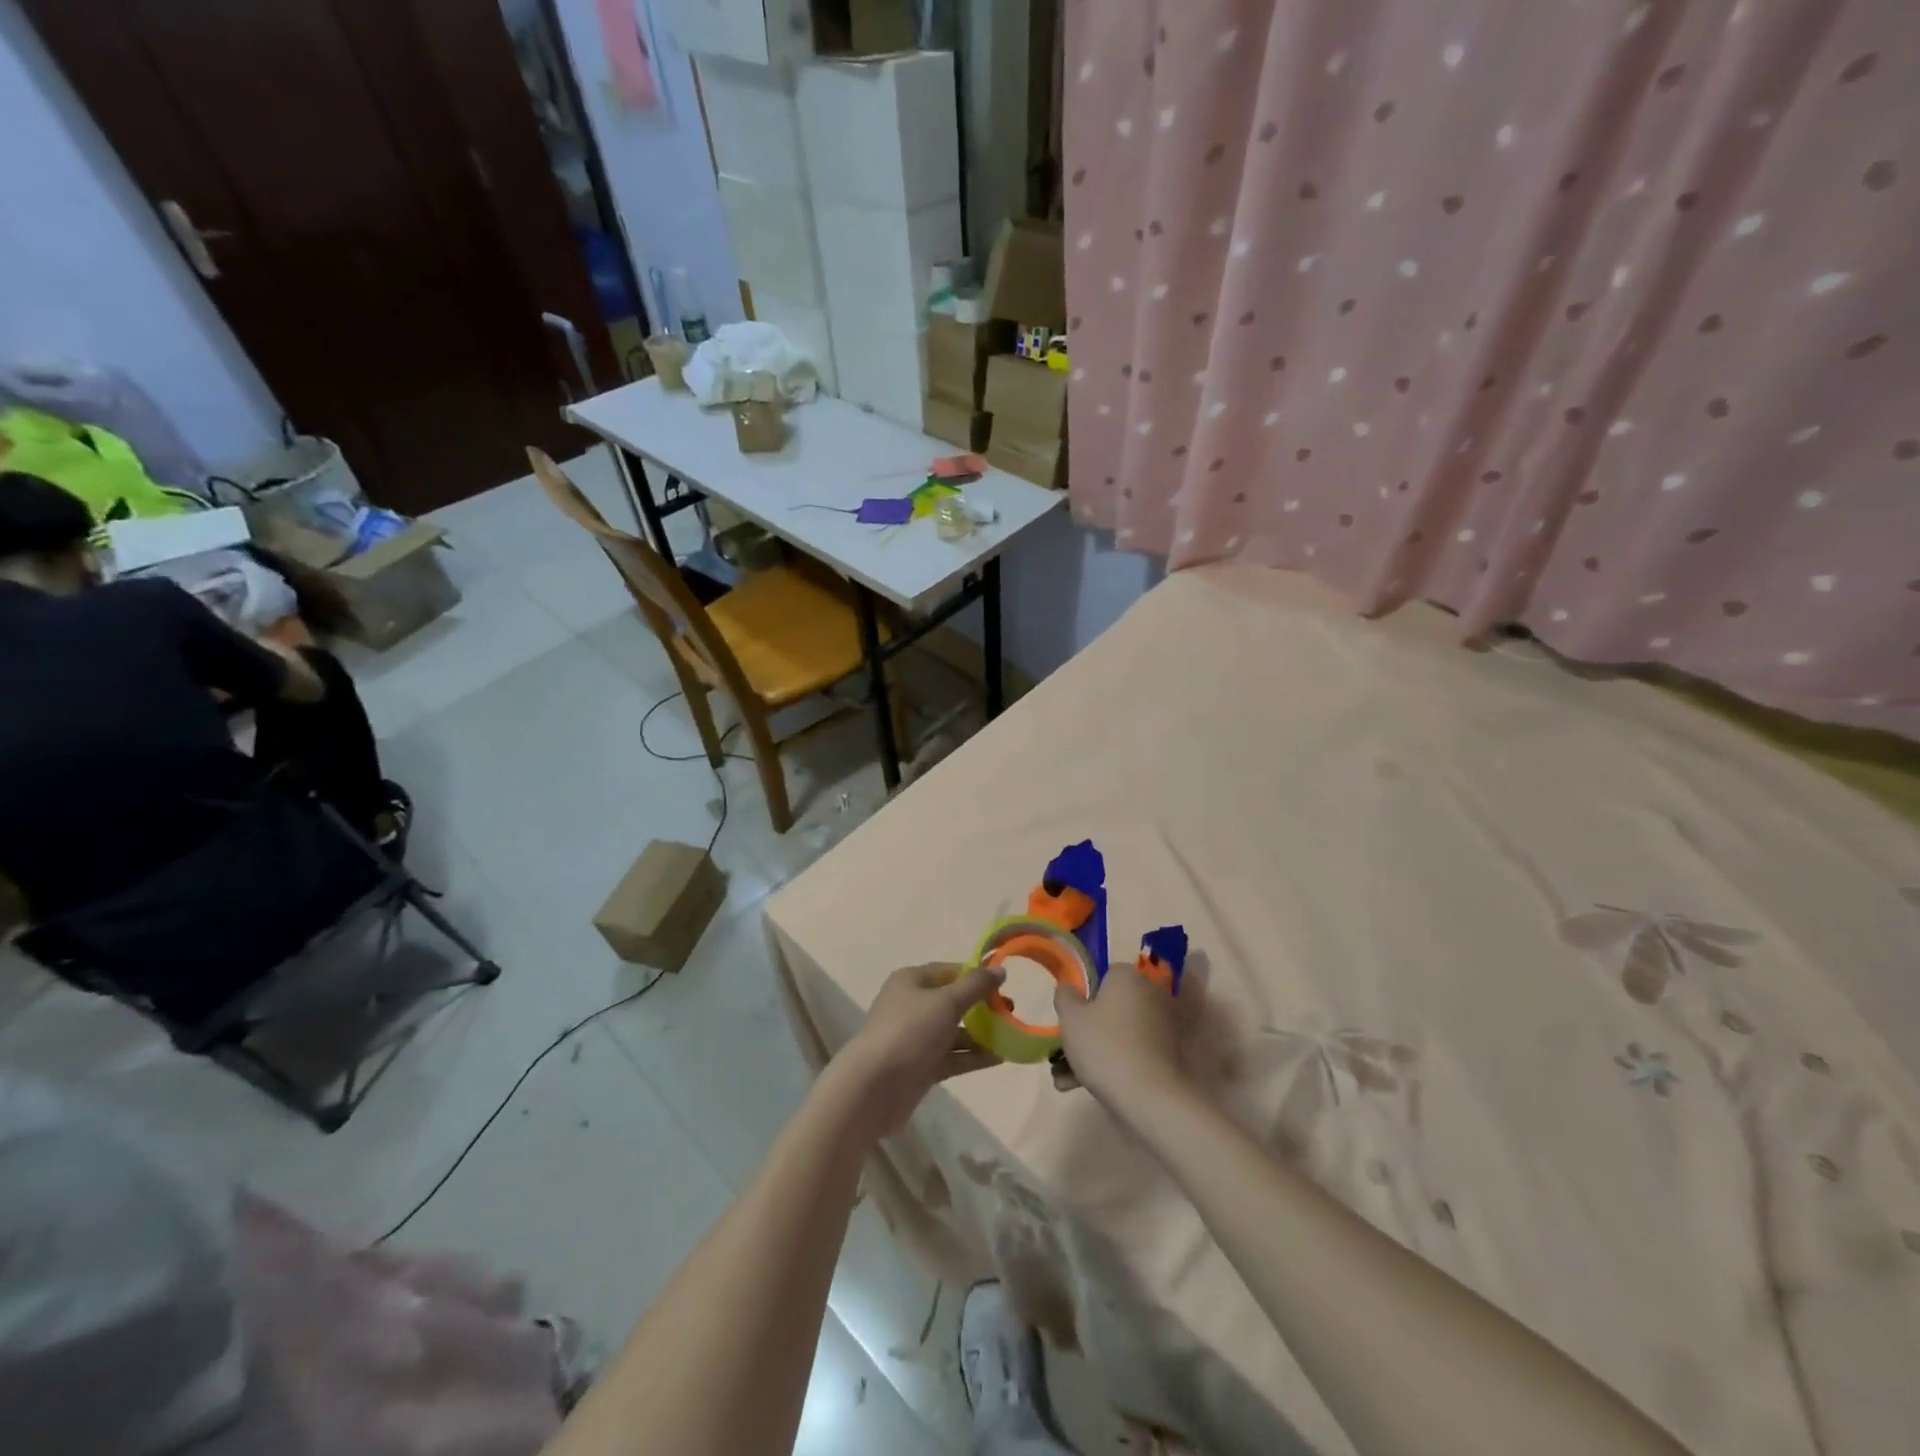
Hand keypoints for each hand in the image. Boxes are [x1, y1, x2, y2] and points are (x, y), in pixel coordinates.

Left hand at [829, 962, 1005, 1134]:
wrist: (874, 1087)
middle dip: (981, 1006)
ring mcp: (916, 1038)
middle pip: (952, 1001)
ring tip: (1011, 1036)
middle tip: (1011, 1011)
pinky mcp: (920, 1067)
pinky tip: (1000, 1058)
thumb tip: (999, 970)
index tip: (1003, 984)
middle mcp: (912, 1005)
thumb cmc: (910, 1032)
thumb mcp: (946, 1002)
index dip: (975, 975)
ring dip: (981, 1034)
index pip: (949, 971)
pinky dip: (973, 1056)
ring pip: (954, 1031)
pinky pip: (952, 1056)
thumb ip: (975, 986)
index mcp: (911, 981)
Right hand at [1054, 964, 1185, 1111]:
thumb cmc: (1104, 1046)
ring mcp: (1162, 1026)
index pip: (1104, 975)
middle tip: (1063, 1052)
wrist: (1148, 1096)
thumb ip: (1064, 997)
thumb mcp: (1070, 1018)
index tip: (1070, 1018)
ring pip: (1118, 1032)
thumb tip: (1067, 988)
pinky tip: (1083, 1087)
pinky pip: (1132, 1051)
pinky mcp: (1167, 1054)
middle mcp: (1150, 994)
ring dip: (1093, 1052)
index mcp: (1128, 977)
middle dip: (1086, 1029)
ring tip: (1065, 1080)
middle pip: (1111, 1007)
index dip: (1084, 996)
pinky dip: (1112, 1064)